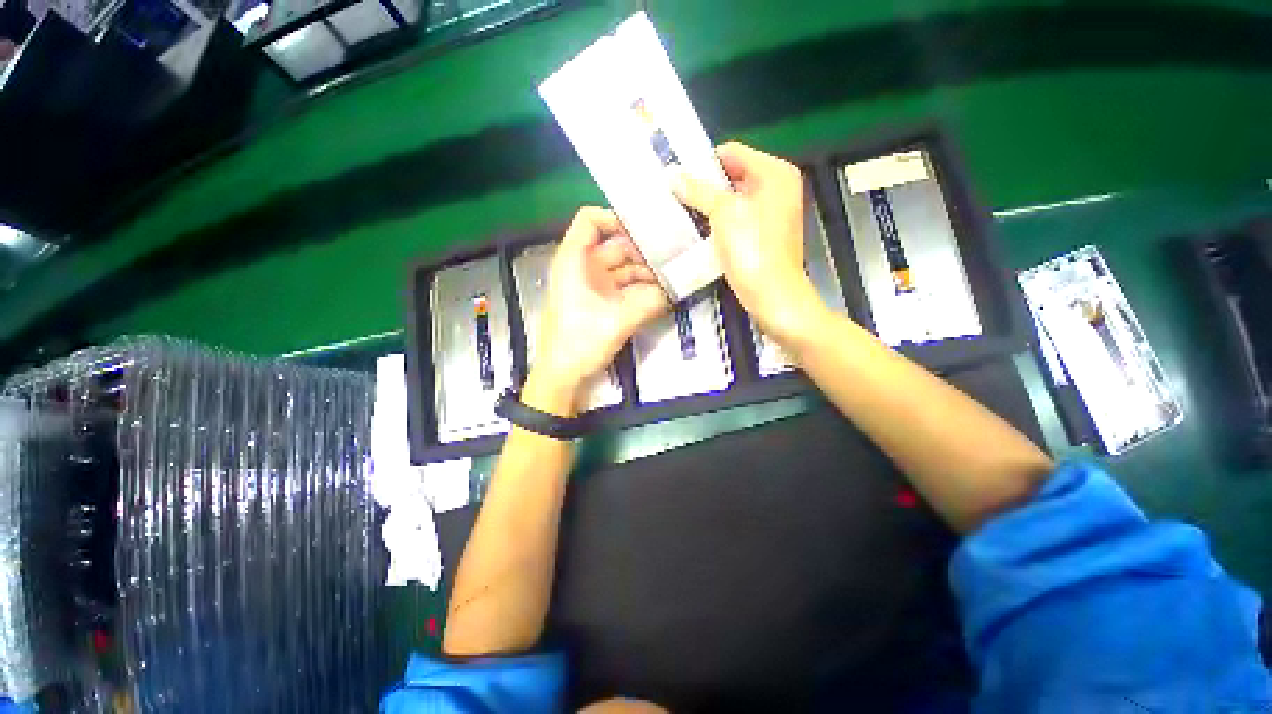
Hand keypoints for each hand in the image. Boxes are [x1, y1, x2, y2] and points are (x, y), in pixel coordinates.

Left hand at [525, 207, 668, 415]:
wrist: (562, 375)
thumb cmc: (579, 342)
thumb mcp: (617, 321)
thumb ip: (649, 302)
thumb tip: (674, 289)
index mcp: (574, 260)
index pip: (590, 220)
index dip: (616, 219)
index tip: (645, 232)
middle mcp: (582, 267)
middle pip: (614, 245)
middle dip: (642, 251)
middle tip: (672, 257)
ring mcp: (591, 285)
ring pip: (621, 268)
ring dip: (644, 273)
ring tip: (671, 278)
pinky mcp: (599, 302)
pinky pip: (622, 287)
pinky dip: (639, 289)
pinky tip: (660, 294)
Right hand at [673, 142, 826, 347]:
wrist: (773, 297)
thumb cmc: (753, 250)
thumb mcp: (724, 214)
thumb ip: (698, 190)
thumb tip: (672, 174)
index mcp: (775, 173)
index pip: (732, 152)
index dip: (703, 163)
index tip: (676, 177)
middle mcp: (777, 188)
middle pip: (732, 176)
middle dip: (703, 187)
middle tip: (674, 196)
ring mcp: (772, 214)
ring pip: (732, 201)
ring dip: (708, 207)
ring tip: (680, 213)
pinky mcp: (763, 236)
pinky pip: (736, 220)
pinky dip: (718, 223)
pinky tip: (697, 231)